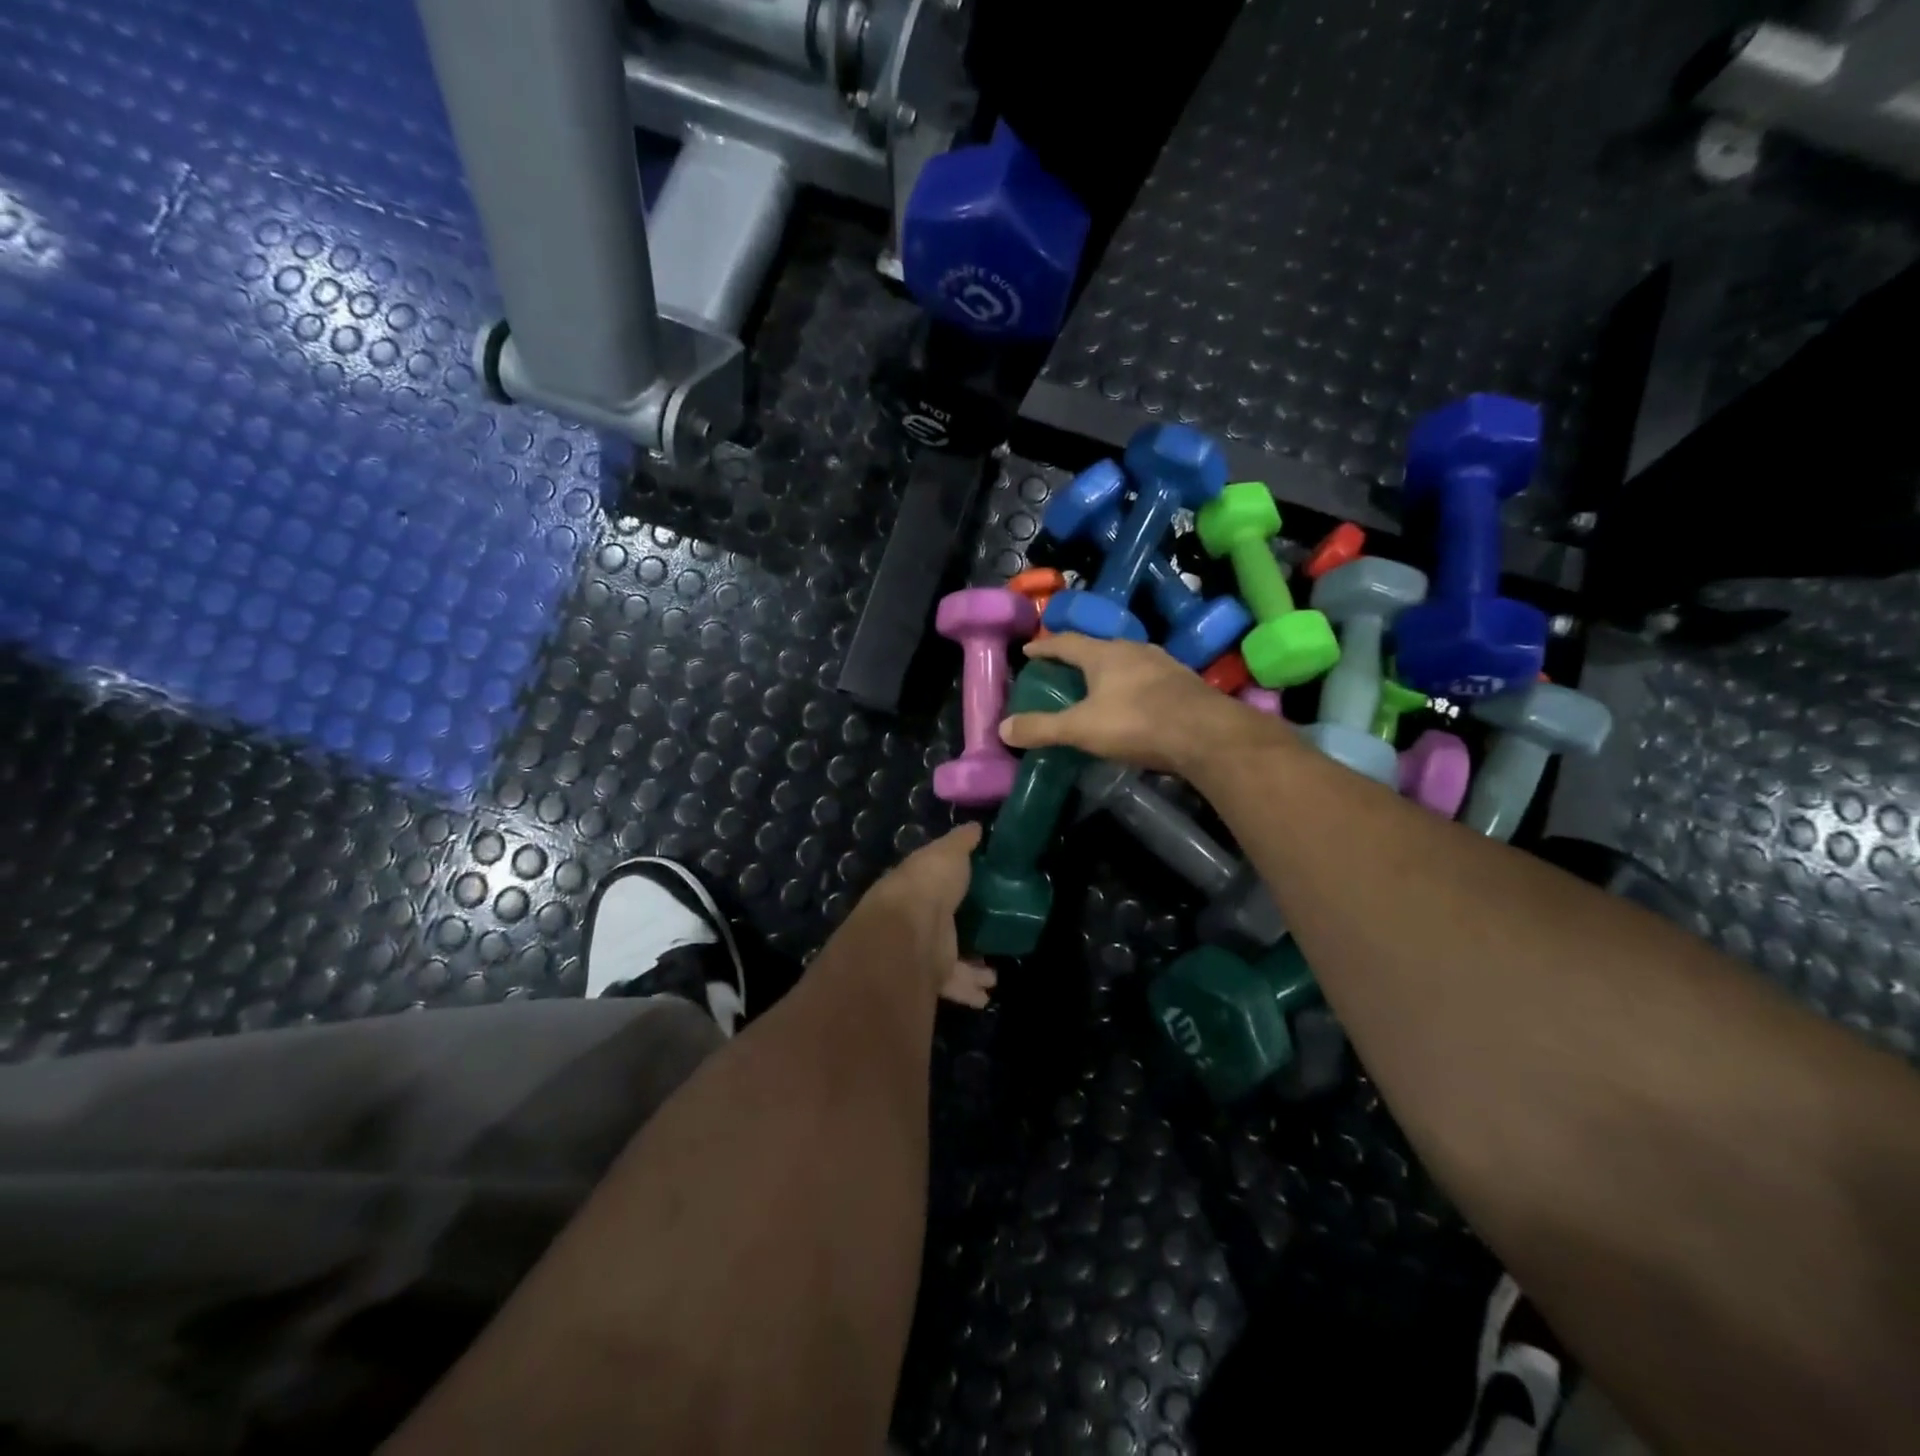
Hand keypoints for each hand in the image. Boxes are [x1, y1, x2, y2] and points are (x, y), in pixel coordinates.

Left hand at [842, 823, 996, 1007]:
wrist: (909, 929)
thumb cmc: (930, 882)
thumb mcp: (950, 852)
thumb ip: (963, 842)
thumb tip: (976, 826)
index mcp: (917, 886)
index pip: (934, 886)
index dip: (952, 888)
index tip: (975, 891)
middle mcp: (916, 919)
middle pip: (942, 927)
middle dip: (962, 934)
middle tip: (988, 937)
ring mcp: (921, 950)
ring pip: (949, 960)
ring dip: (970, 969)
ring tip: (993, 974)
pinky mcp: (930, 977)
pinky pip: (954, 985)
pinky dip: (969, 991)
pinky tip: (986, 997)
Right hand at [999, 634, 1282, 776]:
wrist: (1206, 735)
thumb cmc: (1136, 723)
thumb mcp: (1081, 729)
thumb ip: (1042, 728)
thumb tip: (1002, 729)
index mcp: (1104, 654)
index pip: (1066, 642)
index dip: (1045, 646)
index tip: (1029, 649)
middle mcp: (1134, 650)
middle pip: (1099, 647)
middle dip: (1079, 657)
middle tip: (1063, 669)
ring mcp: (1164, 664)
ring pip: (1128, 661)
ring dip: (1110, 671)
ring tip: (1098, 685)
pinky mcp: (1185, 683)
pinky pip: (1150, 679)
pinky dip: (1134, 686)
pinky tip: (1134, 702)